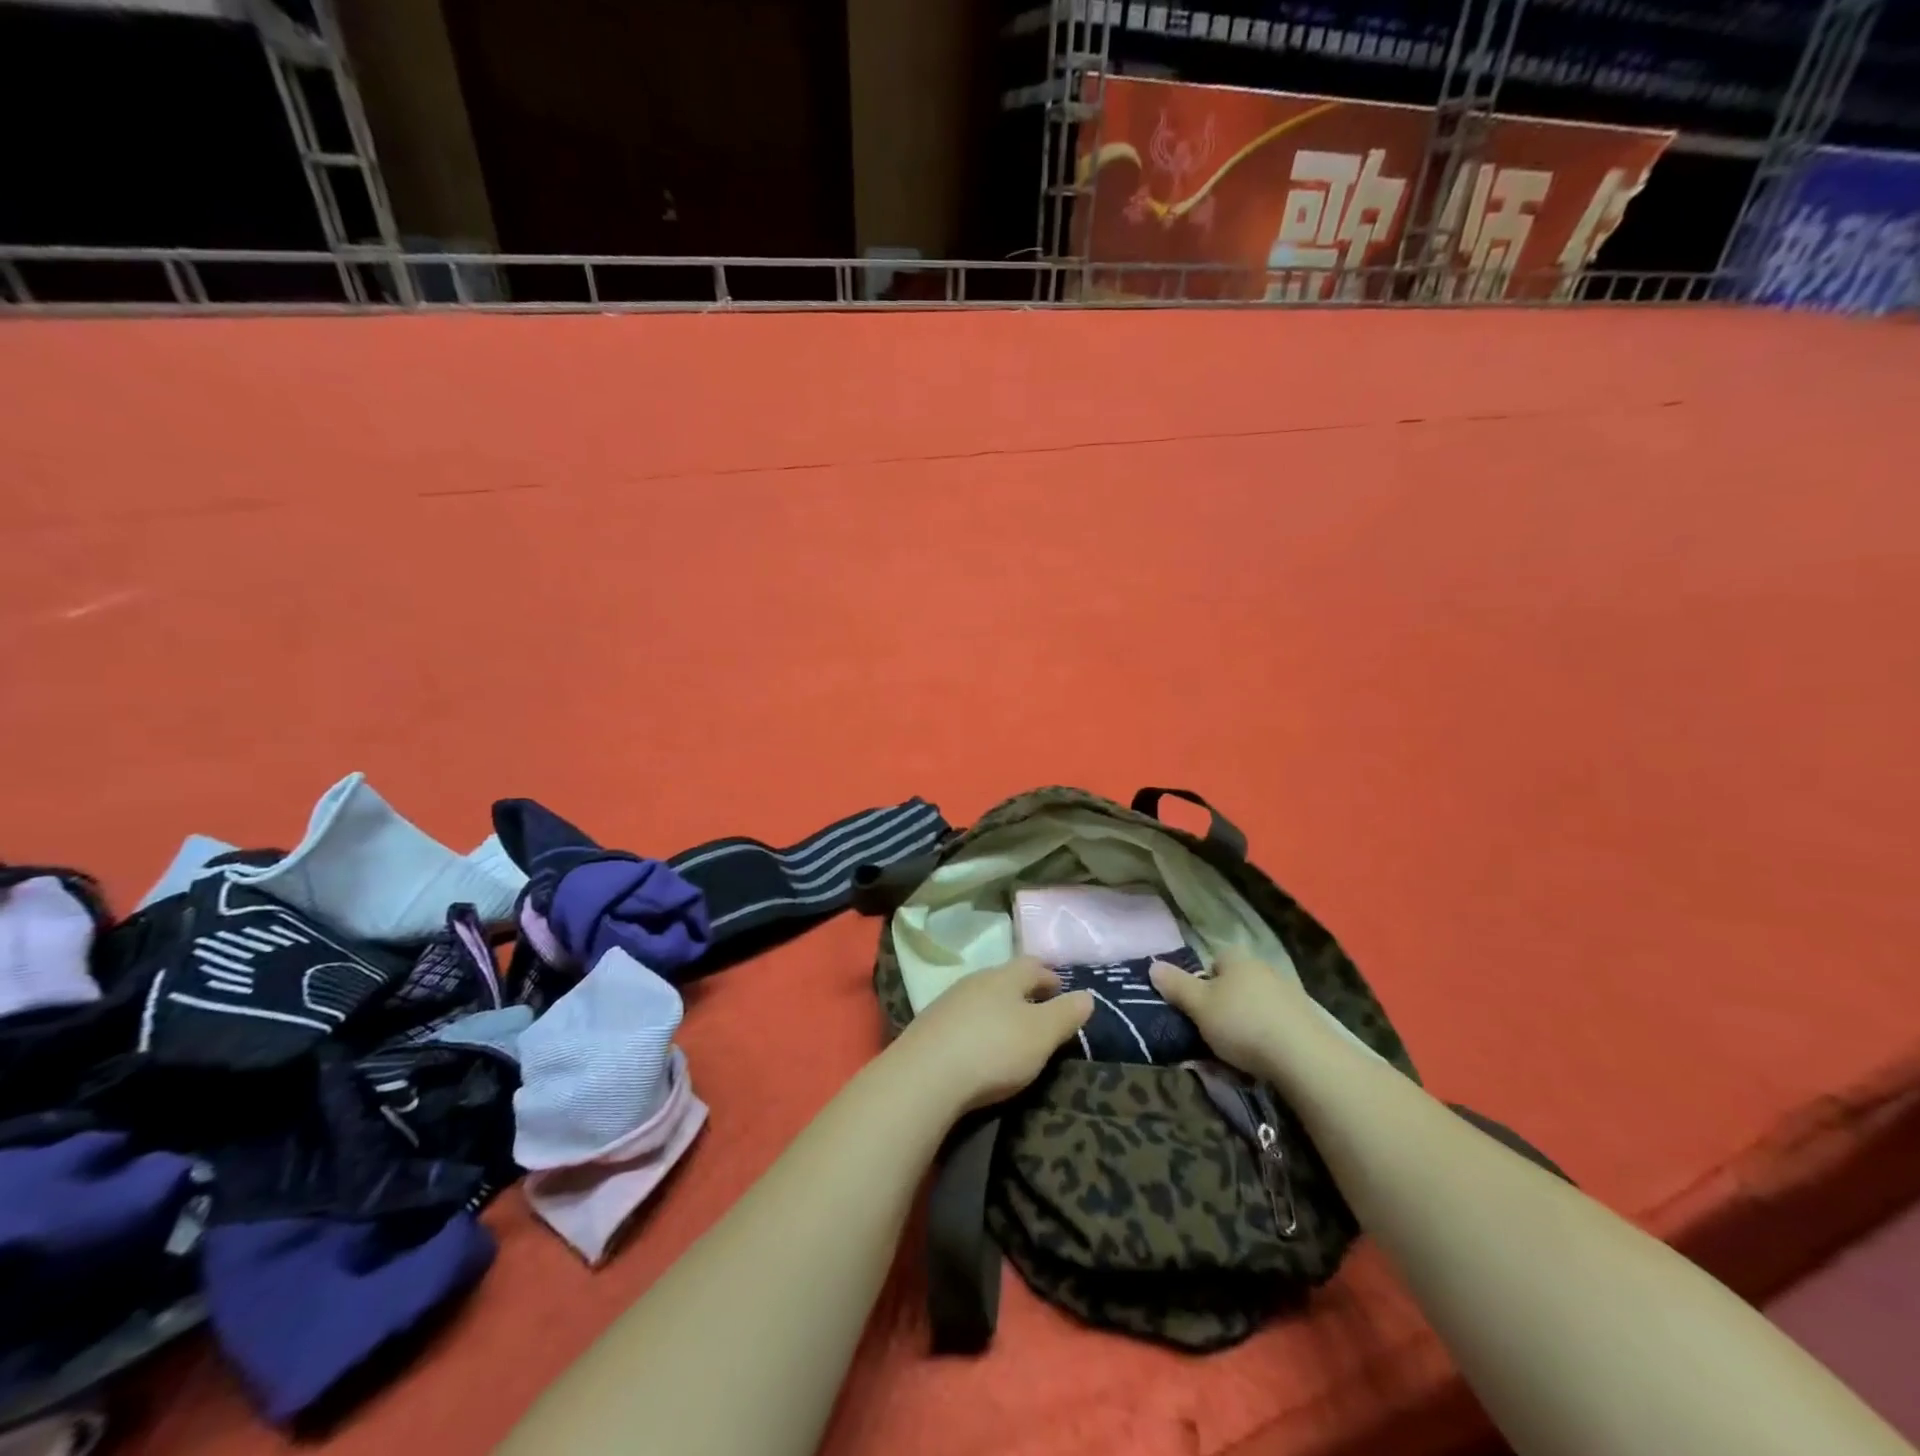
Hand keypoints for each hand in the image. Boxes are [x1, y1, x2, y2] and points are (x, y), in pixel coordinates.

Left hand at [890, 957, 1093, 1115]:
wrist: (925, 1076)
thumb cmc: (994, 1049)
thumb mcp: (1042, 1034)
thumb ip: (1066, 1014)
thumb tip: (1087, 995)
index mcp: (1005, 976)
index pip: (1033, 966)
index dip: (1051, 977)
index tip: (1063, 991)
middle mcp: (975, 980)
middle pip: (1005, 979)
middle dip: (1024, 993)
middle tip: (1040, 1012)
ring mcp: (948, 1001)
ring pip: (982, 998)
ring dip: (998, 1010)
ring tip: (1011, 1032)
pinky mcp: (929, 1026)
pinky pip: (962, 1019)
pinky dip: (977, 1027)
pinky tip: (979, 1047)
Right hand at [1150, 946, 1319, 1080]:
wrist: (1305, 1058)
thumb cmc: (1242, 1024)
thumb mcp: (1198, 1006)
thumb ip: (1175, 986)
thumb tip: (1153, 965)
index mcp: (1237, 959)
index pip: (1214, 962)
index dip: (1203, 984)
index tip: (1198, 1010)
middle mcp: (1264, 969)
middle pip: (1236, 985)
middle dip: (1225, 1006)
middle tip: (1213, 1033)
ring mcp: (1290, 994)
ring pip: (1256, 1006)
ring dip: (1246, 1024)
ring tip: (1237, 1054)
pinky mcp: (1308, 1021)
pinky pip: (1277, 1025)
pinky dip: (1268, 1039)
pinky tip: (1263, 1060)